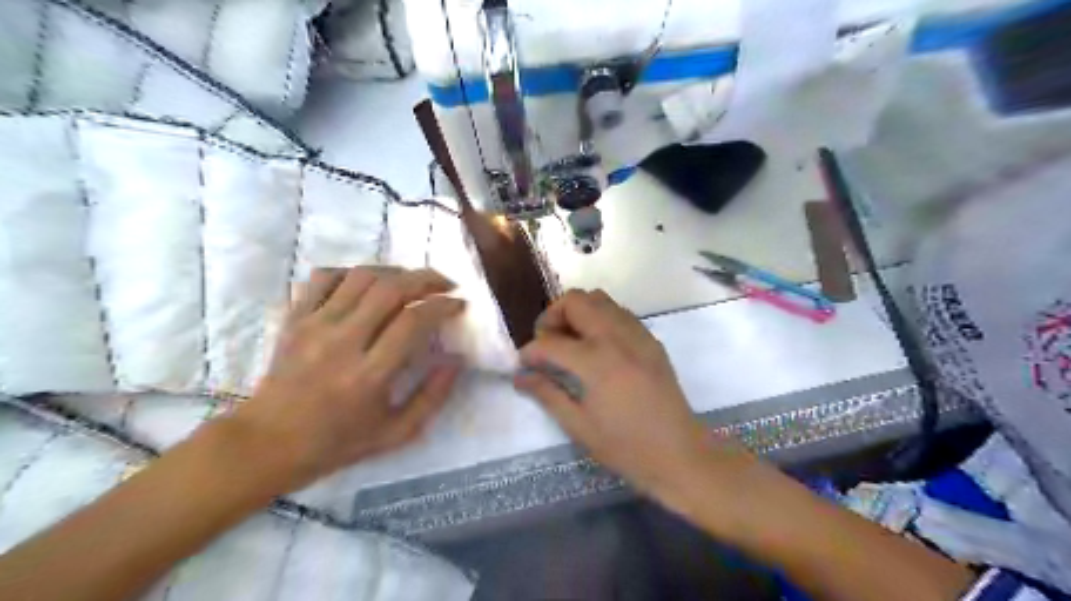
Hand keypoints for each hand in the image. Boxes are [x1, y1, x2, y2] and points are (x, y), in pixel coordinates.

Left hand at [229, 267, 465, 492]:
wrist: (268, 443)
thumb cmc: (338, 442)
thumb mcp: (397, 433)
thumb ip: (433, 396)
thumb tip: (457, 359)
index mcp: (369, 375)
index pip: (413, 322)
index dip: (443, 306)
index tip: (459, 305)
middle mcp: (342, 343)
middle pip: (390, 289)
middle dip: (426, 279)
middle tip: (444, 284)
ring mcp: (314, 326)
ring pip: (361, 277)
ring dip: (394, 271)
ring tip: (411, 281)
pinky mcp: (294, 318)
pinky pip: (325, 277)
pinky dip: (352, 272)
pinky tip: (368, 284)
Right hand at [513, 292, 742, 505]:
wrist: (680, 455)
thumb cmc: (626, 447)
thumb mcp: (579, 426)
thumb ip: (547, 394)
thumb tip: (519, 376)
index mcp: (596, 363)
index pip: (550, 342)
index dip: (530, 351)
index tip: (524, 363)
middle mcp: (616, 338)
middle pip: (575, 301)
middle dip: (552, 316)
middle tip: (548, 343)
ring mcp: (637, 335)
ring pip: (599, 298)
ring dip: (577, 312)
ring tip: (571, 341)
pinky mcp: (651, 339)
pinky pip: (620, 312)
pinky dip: (600, 317)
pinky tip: (598, 346)